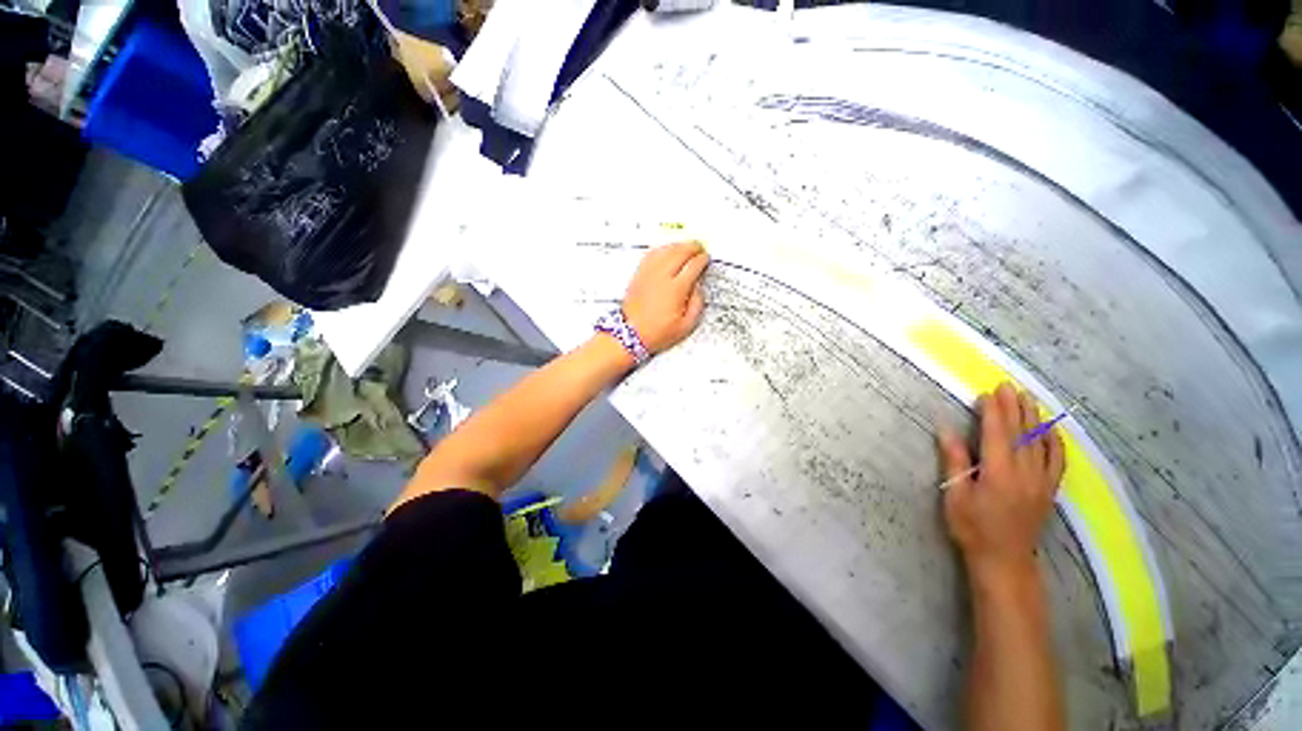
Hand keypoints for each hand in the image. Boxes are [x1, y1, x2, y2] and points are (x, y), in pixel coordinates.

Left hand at [622, 241, 709, 353]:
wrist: (632, 334)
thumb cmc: (657, 333)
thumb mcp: (686, 326)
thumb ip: (697, 304)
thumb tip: (699, 288)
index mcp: (676, 289)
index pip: (693, 265)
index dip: (702, 259)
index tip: (706, 259)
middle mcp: (662, 277)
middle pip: (680, 252)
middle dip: (692, 247)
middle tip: (699, 248)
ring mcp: (649, 274)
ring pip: (666, 249)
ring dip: (678, 245)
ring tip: (686, 247)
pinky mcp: (639, 274)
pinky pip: (652, 254)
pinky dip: (662, 248)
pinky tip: (667, 250)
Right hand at [938, 382, 1064, 582]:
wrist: (1004, 560)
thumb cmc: (972, 527)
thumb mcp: (955, 495)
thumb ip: (955, 460)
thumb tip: (946, 429)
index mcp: (999, 472)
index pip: (997, 433)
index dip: (992, 411)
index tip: (987, 393)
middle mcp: (1025, 473)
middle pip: (1020, 433)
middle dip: (1014, 407)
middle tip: (1008, 385)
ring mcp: (1042, 481)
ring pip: (1040, 442)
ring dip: (1033, 418)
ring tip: (1028, 397)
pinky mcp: (1050, 490)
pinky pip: (1058, 461)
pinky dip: (1056, 442)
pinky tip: (1052, 429)